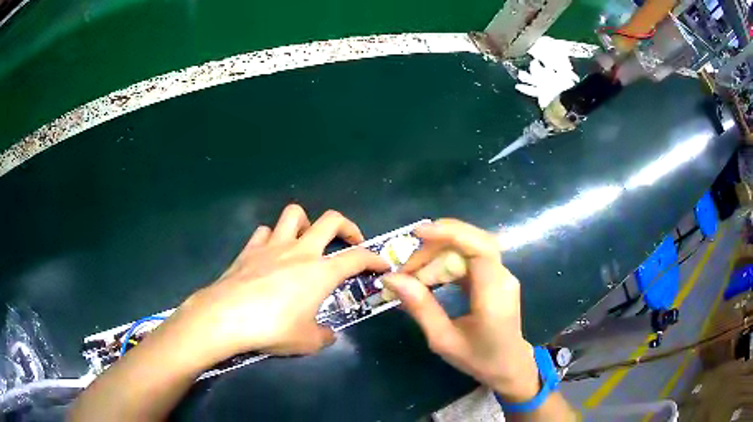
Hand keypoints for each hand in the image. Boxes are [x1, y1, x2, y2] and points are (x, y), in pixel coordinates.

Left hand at [166, 204, 388, 363]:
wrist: (227, 317)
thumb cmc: (273, 328)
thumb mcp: (307, 341)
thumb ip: (323, 336)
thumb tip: (327, 335)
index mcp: (321, 272)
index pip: (358, 257)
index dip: (374, 259)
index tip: (381, 264)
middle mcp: (300, 251)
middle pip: (331, 220)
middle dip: (347, 226)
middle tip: (349, 242)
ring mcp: (273, 245)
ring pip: (294, 214)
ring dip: (306, 224)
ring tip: (306, 242)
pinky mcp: (249, 249)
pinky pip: (265, 232)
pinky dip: (273, 238)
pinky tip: (271, 253)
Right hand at [382, 219, 539, 401]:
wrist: (508, 366)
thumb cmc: (478, 358)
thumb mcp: (443, 339)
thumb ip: (420, 307)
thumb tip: (392, 278)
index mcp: (494, 294)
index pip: (479, 248)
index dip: (450, 234)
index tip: (417, 234)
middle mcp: (503, 277)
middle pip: (473, 241)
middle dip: (437, 244)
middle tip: (407, 264)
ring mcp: (502, 275)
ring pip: (471, 247)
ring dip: (440, 252)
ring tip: (413, 271)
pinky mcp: (496, 276)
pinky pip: (471, 258)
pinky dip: (447, 260)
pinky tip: (430, 274)